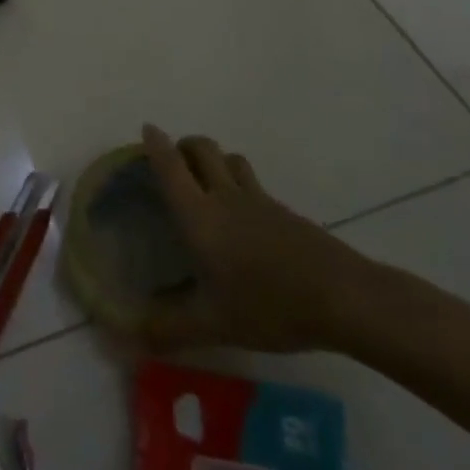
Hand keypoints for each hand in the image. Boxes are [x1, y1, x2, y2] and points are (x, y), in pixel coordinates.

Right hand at [131, 124, 384, 353]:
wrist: (343, 297)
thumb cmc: (269, 304)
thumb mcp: (213, 324)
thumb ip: (169, 329)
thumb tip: (125, 341)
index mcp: (200, 216)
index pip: (171, 167)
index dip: (156, 145)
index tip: (148, 128)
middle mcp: (226, 197)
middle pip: (203, 149)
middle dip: (184, 145)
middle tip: (173, 161)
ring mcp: (259, 201)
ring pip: (231, 160)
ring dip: (213, 159)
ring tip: (206, 181)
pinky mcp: (285, 212)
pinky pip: (252, 183)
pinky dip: (238, 182)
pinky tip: (242, 216)